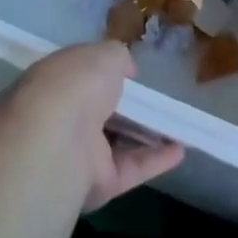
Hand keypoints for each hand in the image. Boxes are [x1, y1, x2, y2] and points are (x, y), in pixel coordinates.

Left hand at [0, 42, 184, 211]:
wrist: (56, 141)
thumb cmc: (76, 84)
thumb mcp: (103, 54)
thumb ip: (118, 57)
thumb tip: (127, 69)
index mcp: (55, 81)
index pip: (79, 76)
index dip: (102, 72)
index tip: (128, 72)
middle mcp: (63, 117)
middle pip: (98, 111)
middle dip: (122, 105)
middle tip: (154, 99)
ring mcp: (79, 152)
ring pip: (116, 142)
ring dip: (144, 134)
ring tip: (176, 124)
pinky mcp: (98, 183)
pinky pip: (131, 168)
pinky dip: (156, 159)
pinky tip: (181, 149)